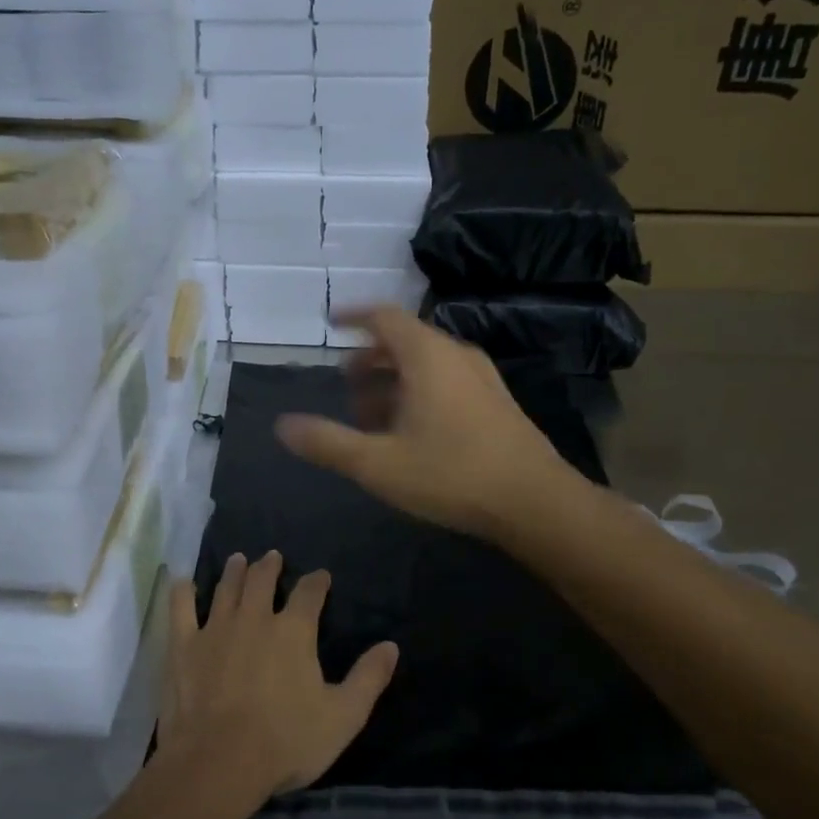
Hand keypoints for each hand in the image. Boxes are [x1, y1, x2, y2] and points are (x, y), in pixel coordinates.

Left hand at [156, 552, 398, 806]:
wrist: (218, 763)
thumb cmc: (286, 742)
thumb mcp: (343, 716)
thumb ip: (368, 678)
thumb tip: (391, 645)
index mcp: (293, 630)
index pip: (309, 593)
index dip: (317, 582)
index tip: (321, 576)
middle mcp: (254, 617)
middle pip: (262, 580)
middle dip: (270, 566)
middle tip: (272, 557)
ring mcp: (215, 628)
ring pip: (226, 588)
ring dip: (234, 571)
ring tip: (238, 559)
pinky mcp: (184, 646)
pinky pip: (180, 609)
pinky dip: (181, 592)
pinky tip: (182, 581)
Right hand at [274, 305, 569, 541]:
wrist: (536, 503)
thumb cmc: (451, 474)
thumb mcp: (378, 463)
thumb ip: (328, 443)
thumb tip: (282, 426)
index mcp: (427, 356)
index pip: (384, 317)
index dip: (354, 316)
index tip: (332, 321)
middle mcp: (456, 356)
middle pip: (404, 341)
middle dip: (370, 359)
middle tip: (345, 383)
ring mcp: (482, 379)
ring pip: (427, 365)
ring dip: (393, 381)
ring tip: (370, 415)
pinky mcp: (496, 403)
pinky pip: (447, 382)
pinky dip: (418, 393)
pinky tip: (410, 433)